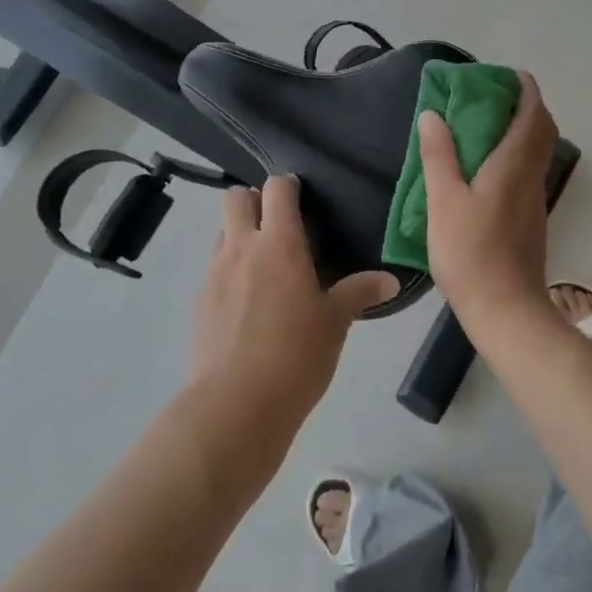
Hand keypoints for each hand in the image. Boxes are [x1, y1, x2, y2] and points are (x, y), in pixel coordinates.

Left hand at [190, 176, 396, 426]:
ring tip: (265, 265)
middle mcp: (242, 247)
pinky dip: (230, 270)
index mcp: (280, 243)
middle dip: (254, 200)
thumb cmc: (296, 355)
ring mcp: (215, 273)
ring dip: (240, 234)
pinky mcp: (200, 301)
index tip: (303, 198)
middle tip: (279, 226)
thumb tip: (391, 279)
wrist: (235, 405)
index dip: (288, 186)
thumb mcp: (335, 322)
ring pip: (222, 232)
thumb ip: (360, 292)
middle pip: (236, 198)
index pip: (277, 189)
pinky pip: (214, 268)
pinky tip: (249, 302)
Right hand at [418, 71, 558, 328]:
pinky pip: (527, 173)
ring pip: (536, 153)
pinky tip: (485, 170)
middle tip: (492, 99)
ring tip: (483, 129)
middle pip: (541, 130)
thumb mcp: (443, 201)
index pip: (533, 114)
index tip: (509, 75)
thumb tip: (433, 115)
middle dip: (525, 107)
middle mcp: (531, 177)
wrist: (506, 310)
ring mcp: (534, 200)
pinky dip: (514, 156)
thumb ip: (438, 156)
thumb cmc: (471, 253)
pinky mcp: (530, 220)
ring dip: (520, 132)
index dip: (526, 89)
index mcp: (514, 165)